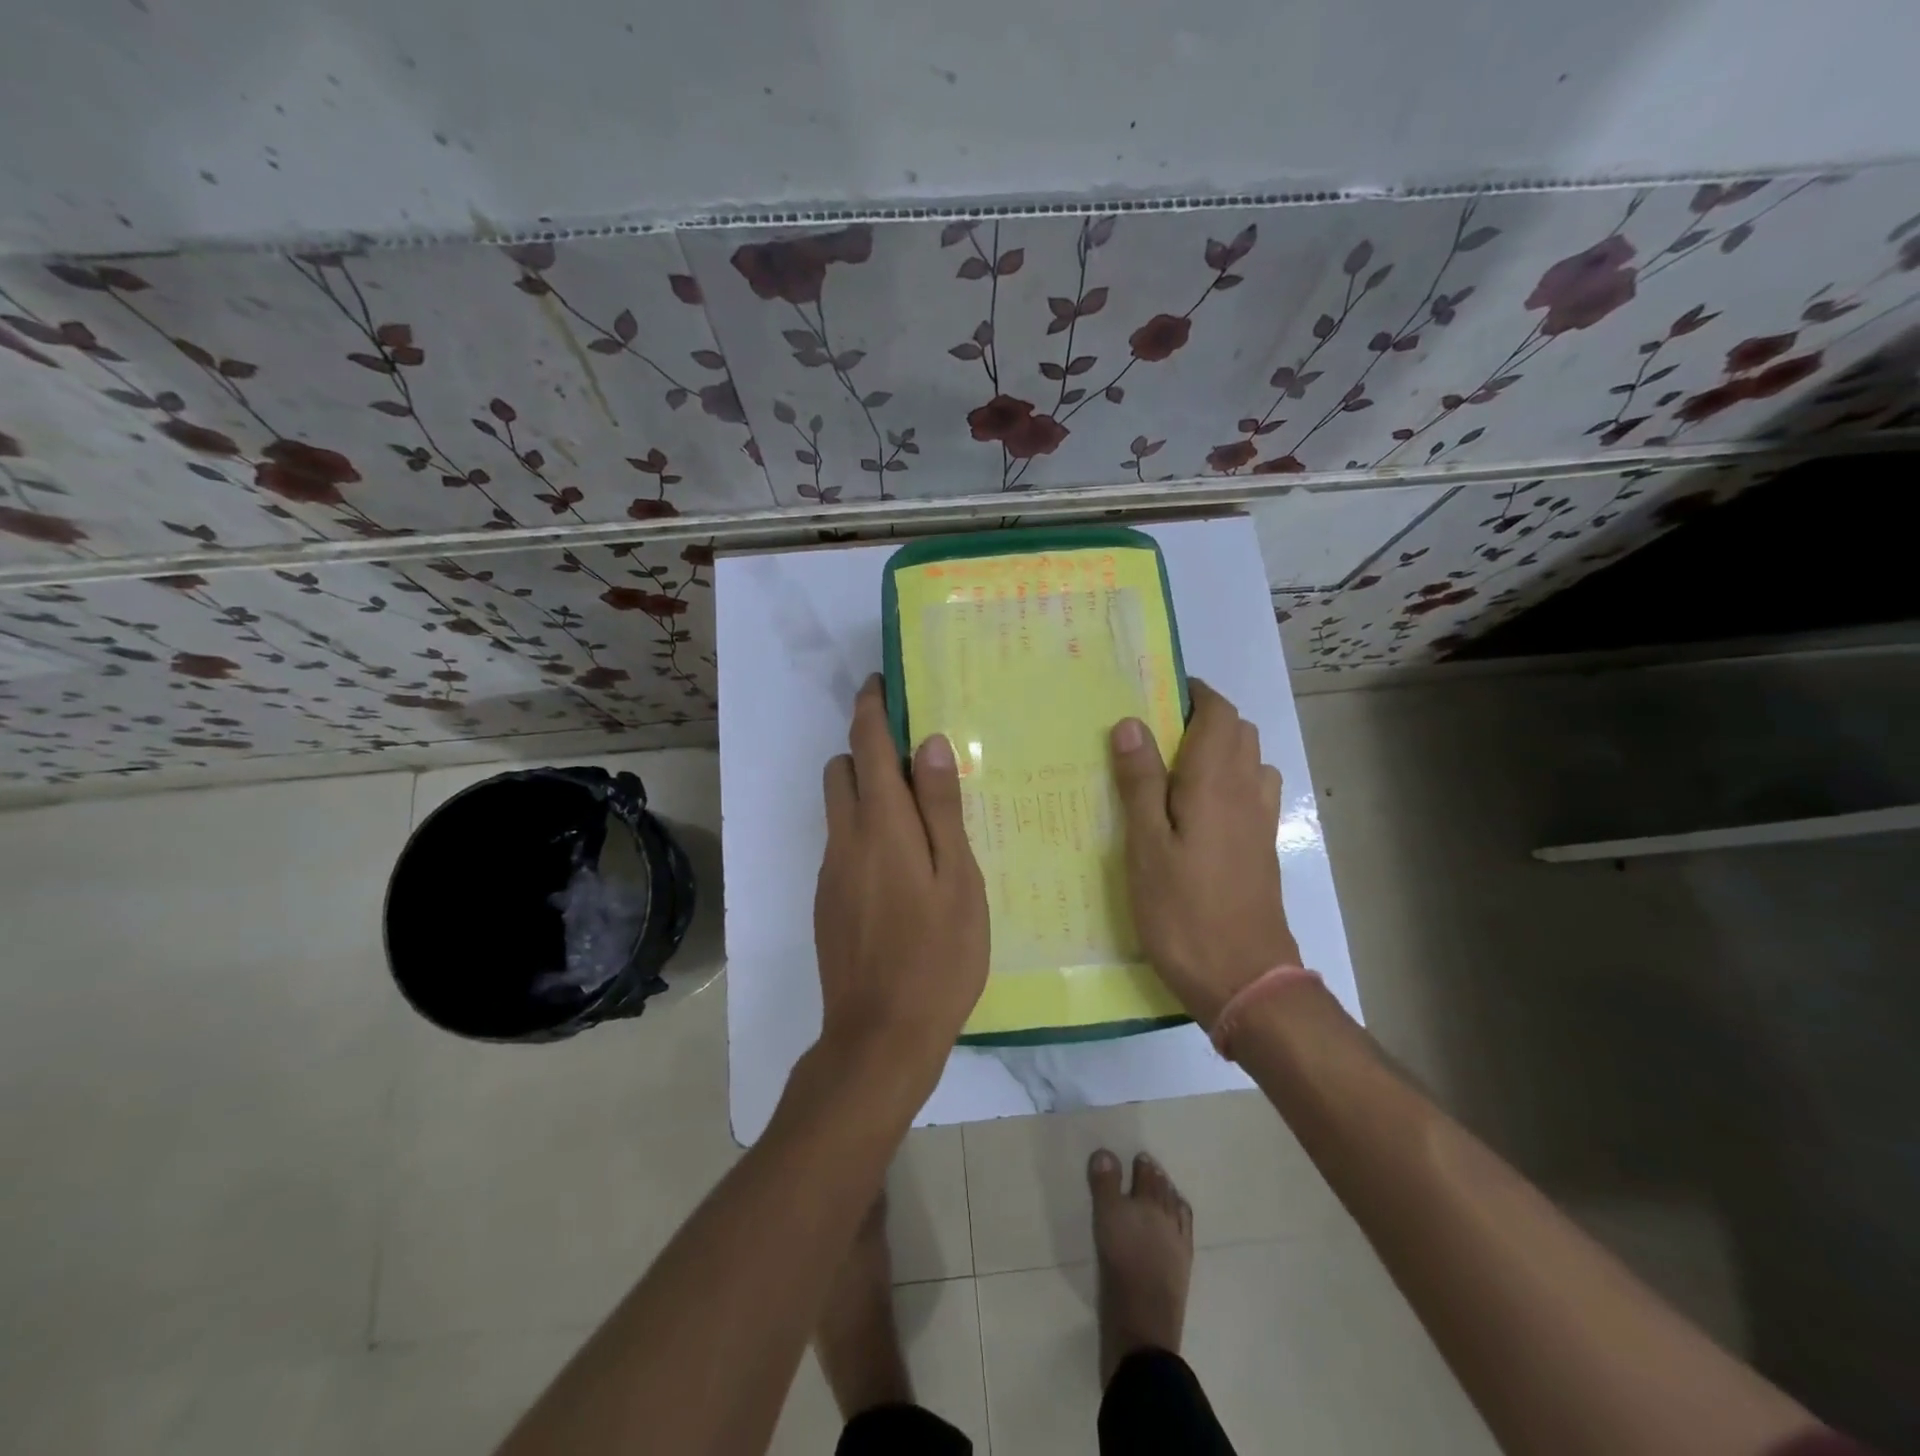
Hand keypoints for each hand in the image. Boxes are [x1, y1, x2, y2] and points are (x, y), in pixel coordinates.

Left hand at [813, 675, 989, 1075]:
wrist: (880, 1036)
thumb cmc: (937, 956)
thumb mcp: (958, 880)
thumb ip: (943, 810)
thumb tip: (930, 745)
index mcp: (882, 825)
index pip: (867, 746)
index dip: (870, 708)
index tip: (880, 683)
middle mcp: (846, 839)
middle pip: (842, 770)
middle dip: (867, 749)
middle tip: (915, 760)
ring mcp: (831, 872)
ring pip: (839, 809)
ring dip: (866, 792)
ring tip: (916, 816)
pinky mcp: (827, 901)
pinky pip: (842, 845)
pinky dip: (864, 832)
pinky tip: (902, 868)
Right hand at [1110, 680, 1300, 1025]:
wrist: (1244, 979)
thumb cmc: (1183, 911)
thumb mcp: (1146, 846)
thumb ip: (1140, 782)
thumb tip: (1130, 723)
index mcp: (1215, 782)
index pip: (1218, 713)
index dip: (1195, 693)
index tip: (1157, 693)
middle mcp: (1246, 790)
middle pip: (1237, 731)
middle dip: (1203, 718)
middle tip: (1154, 734)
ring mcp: (1260, 821)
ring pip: (1248, 761)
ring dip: (1218, 749)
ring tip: (1173, 770)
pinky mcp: (1263, 848)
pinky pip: (1251, 792)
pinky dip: (1229, 781)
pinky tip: (1198, 811)